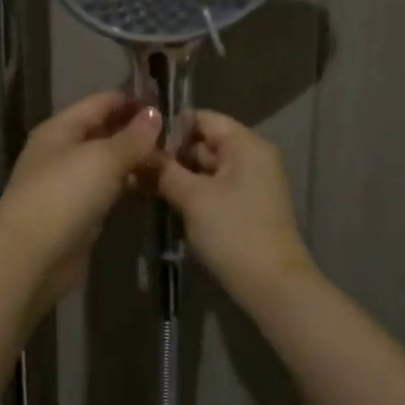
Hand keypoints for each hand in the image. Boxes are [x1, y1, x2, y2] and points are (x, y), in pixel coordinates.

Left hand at [0, 91, 162, 309]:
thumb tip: (154, 114)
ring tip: (174, 158)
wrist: (31, 256)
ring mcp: (68, 184)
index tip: (168, 100)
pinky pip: (108, 190)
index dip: (132, 99)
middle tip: (179, 133)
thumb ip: (132, 137)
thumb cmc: (64, 195)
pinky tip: (153, 186)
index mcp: (60, 129)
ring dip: (135, 160)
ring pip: (107, 163)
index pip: (100, 102)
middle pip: (103, 132)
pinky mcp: (78, 214)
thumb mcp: (102, 158)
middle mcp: (61, 152)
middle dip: (137, 131)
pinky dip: (128, 185)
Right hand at [153, 111, 317, 306]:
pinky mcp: (245, 208)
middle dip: (169, 155)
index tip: (138, 139)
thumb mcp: (192, 197)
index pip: (202, 118)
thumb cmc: (233, 231)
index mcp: (246, 144)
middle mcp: (252, 157)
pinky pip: (213, 189)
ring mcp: (251, 184)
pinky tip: (162, 201)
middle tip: (132, 165)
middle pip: (203, 143)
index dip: (169, 126)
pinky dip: (190, 192)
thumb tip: (138, 152)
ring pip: (205, 169)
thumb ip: (164, 170)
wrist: (272, 286)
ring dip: (176, 176)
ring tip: (139, 183)